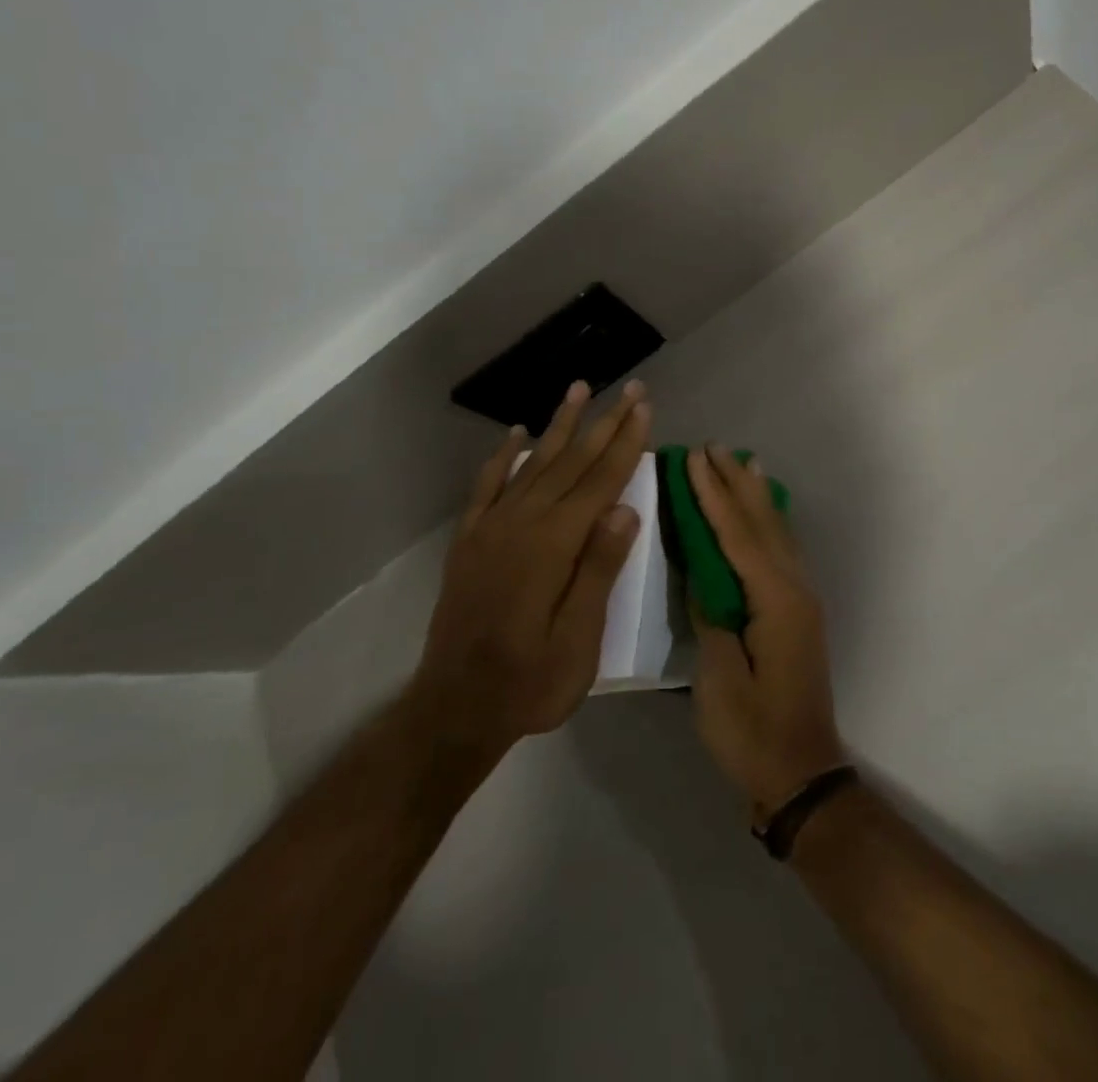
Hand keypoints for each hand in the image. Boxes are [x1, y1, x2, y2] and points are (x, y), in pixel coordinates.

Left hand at [411, 379, 651, 760]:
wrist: (453, 710)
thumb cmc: (529, 682)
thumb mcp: (578, 639)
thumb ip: (598, 569)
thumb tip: (625, 508)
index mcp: (553, 545)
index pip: (599, 481)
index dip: (624, 443)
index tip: (644, 407)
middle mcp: (521, 523)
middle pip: (571, 462)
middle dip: (603, 422)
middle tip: (629, 388)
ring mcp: (490, 529)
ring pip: (532, 463)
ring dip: (559, 425)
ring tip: (579, 389)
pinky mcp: (470, 541)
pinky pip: (488, 486)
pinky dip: (503, 457)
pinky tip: (515, 435)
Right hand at [687, 444, 846, 820]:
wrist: (801, 774)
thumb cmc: (753, 731)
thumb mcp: (719, 676)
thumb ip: (712, 616)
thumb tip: (704, 575)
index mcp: (775, 599)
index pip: (737, 534)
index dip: (714, 494)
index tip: (695, 458)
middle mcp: (795, 589)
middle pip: (761, 524)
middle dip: (735, 484)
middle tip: (714, 447)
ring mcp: (800, 600)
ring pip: (776, 534)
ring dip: (756, 497)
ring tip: (743, 462)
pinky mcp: (797, 613)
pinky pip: (780, 552)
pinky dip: (767, 524)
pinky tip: (762, 515)